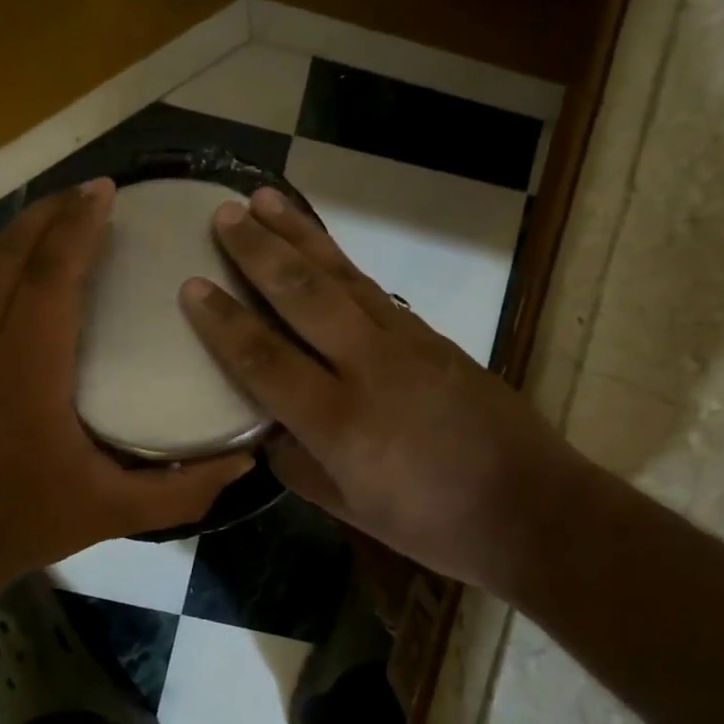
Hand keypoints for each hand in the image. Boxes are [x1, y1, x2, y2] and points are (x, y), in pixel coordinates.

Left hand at [0, 181, 250, 594]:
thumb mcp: (113, 513)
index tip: (107, 191)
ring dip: (31, 227)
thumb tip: (247, 458)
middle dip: (52, 210)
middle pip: (13, 255)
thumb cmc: (25, 521)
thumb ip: (184, 489)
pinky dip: (17, 253)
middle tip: (99, 187)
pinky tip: (44, 257)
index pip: (49, 280)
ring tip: (73, 207)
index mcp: (27, 373)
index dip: (77, 229)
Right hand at [179, 188, 586, 593]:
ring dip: (299, 234)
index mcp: (340, 423)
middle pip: (302, 295)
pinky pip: (371, 288)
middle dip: (258, 250)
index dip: (224, 322)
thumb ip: (298, 464)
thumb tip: (262, 429)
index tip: (191, 284)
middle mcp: (368, 367)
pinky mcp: (430, 334)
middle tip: (224, 213)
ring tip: (265, 199)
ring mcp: (405, 342)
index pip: (265, 359)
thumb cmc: (435, 524)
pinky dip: (338, 259)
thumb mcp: (352, 510)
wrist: (532, 507)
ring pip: (340, 276)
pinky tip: (319, 244)